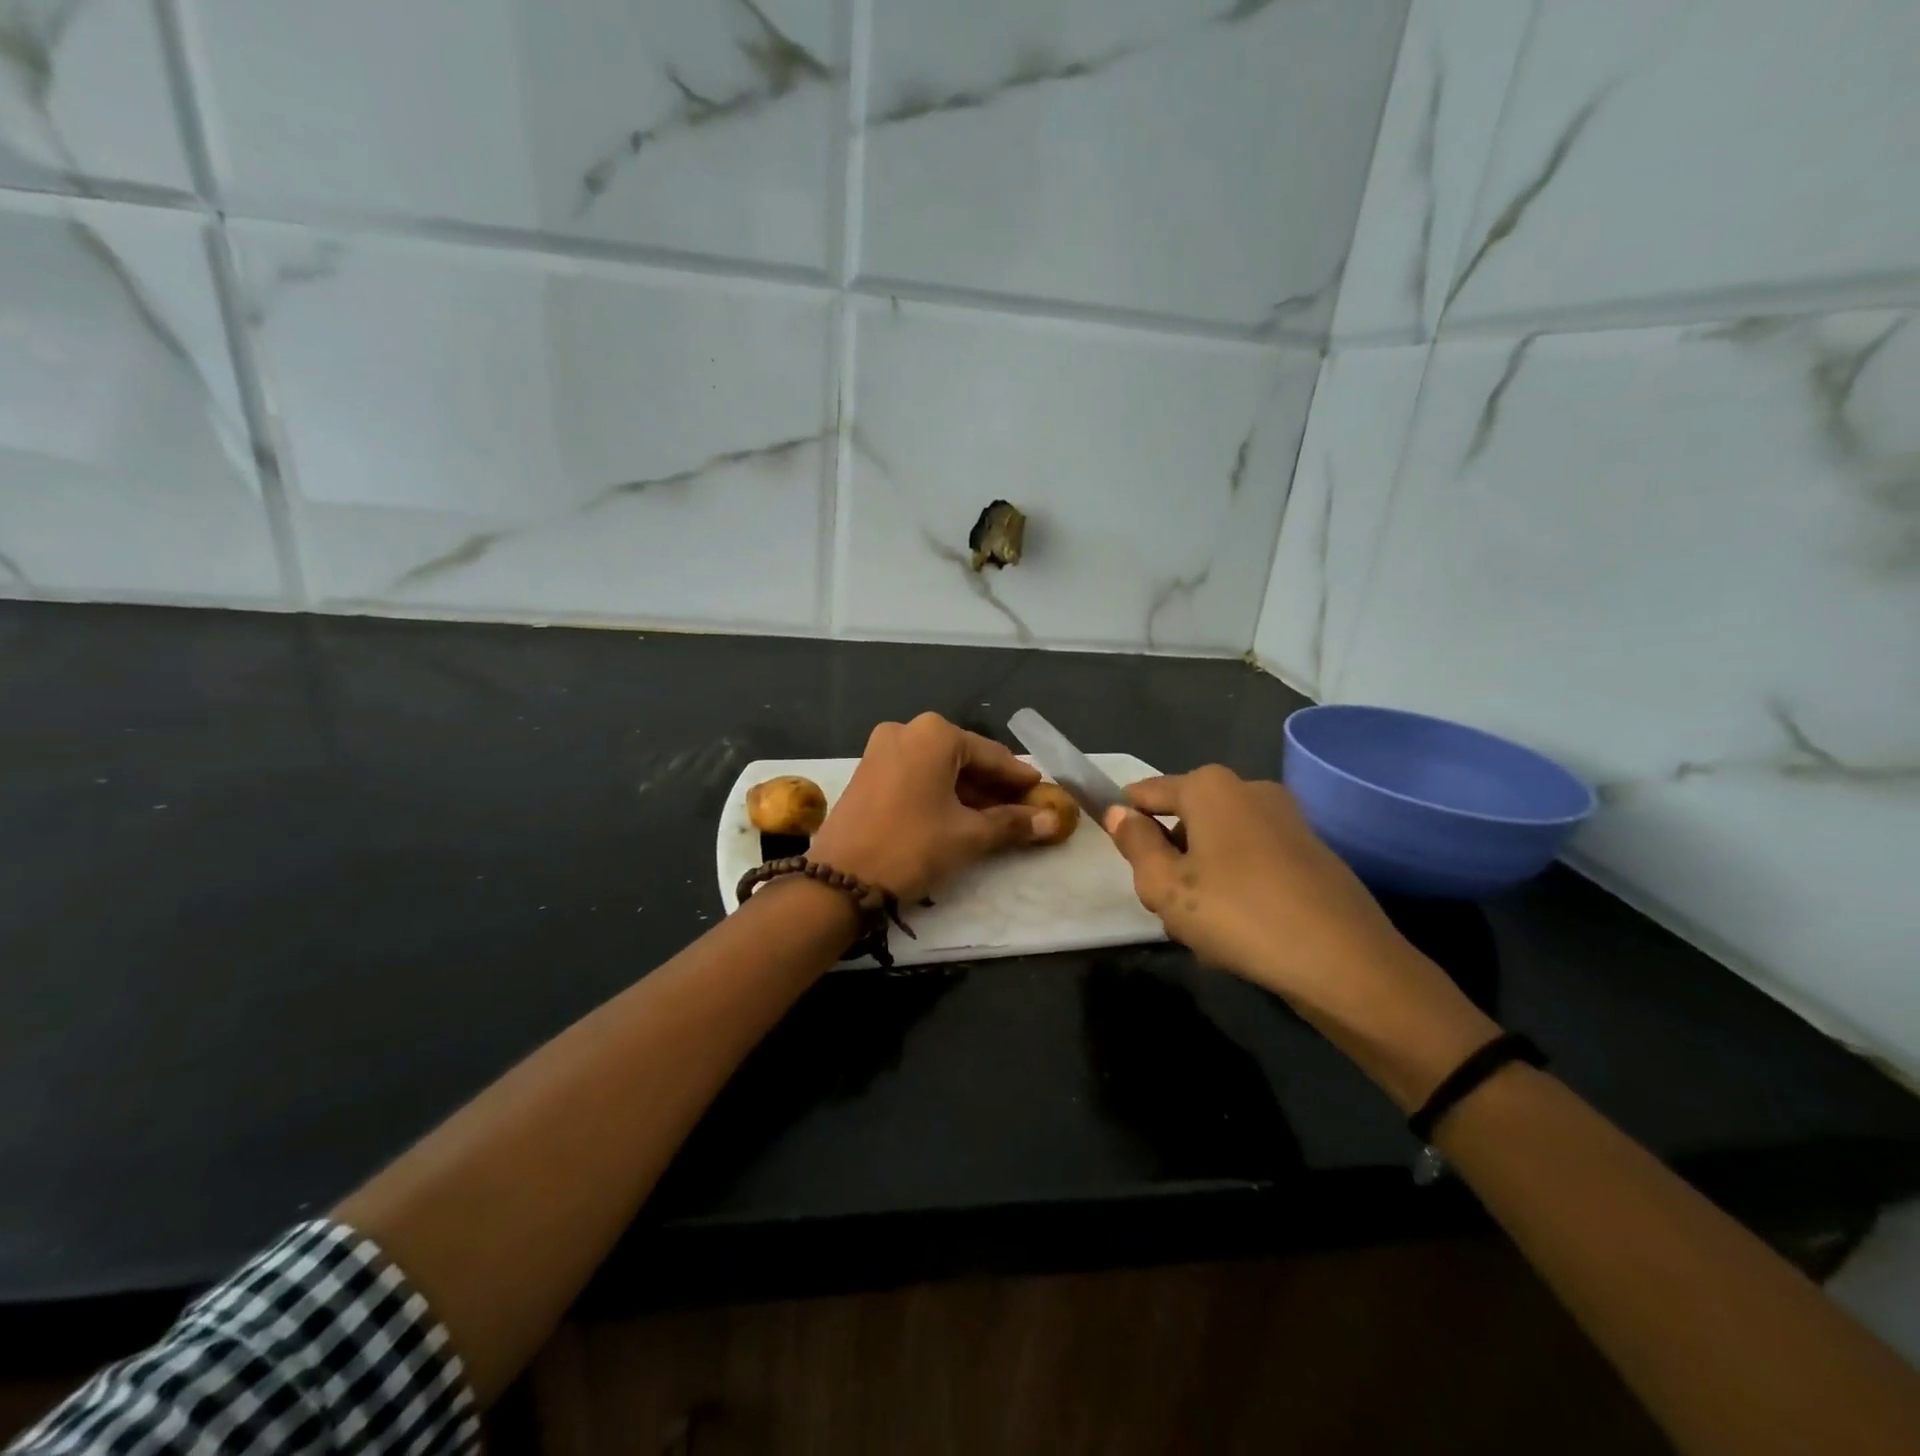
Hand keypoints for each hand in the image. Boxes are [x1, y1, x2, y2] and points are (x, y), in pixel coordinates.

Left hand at [808, 713, 1055, 903]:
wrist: (840, 880)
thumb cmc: (912, 847)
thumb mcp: (969, 835)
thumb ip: (1012, 823)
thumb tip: (1052, 821)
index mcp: (934, 734)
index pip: (991, 755)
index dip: (1020, 777)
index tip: (1044, 792)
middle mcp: (906, 731)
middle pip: (964, 758)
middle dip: (994, 786)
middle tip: (1024, 810)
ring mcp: (881, 750)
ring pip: (938, 768)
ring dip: (968, 792)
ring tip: (997, 819)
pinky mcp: (867, 773)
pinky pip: (916, 776)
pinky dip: (940, 793)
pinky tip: (960, 816)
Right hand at [1102, 767, 1498, 1106]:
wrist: (1346, 963)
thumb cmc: (1239, 916)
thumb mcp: (1165, 887)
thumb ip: (1135, 844)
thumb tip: (1119, 812)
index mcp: (1209, 786)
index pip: (1145, 793)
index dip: (1126, 823)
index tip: (1125, 865)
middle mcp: (1248, 787)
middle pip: (1184, 819)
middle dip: (1169, 858)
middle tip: (1169, 908)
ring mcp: (1286, 817)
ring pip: (1218, 843)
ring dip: (1202, 877)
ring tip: (1208, 929)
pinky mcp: (1311, 848)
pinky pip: (1252, 859)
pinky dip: (1238, 885)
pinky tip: (1244, 930)